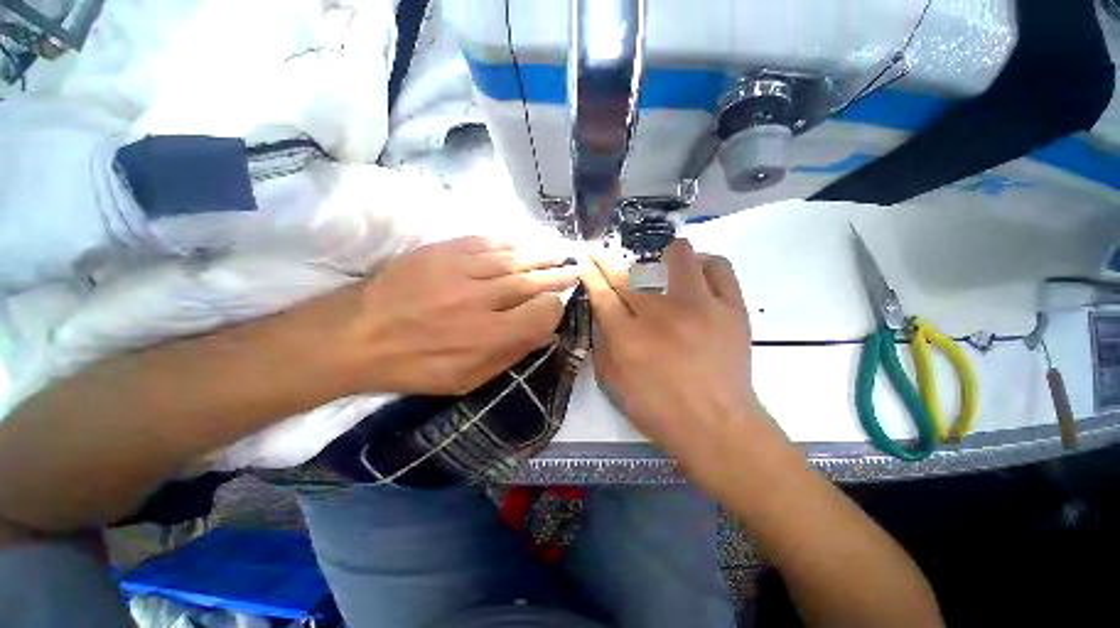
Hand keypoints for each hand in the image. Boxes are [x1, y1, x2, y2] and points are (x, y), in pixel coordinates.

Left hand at [341, 236, 579, 394]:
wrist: (358, 335)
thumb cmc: (416, 366)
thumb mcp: (468, 379)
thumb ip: (510, 355)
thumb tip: (543, 333)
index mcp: (489, 336)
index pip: (541, 313)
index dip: (554, 308)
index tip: (555, 306)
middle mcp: (482, 300)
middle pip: (532, 281)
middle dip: (557, 274)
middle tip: (574, 268)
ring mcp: (461, 271)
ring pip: (514, 258)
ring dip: (540, 254)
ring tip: (559, 250)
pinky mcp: (443, 251)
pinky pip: (486, 242)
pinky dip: (509, 242)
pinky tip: (523, 242)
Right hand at [581, 239, 774, 462]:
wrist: (717, 427)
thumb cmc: (659, 411)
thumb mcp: (613, 384)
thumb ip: (602, 346)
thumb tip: (602, 315)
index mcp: (628, 338)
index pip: (602, 292)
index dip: (591, 272)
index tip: (586, 259)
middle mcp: (660, 314)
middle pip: (629, 273)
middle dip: (608, 261)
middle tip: (606, 258)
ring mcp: (699, 307)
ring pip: (678, 256)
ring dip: (662, 257)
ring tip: (661, 266)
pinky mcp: (731, 308)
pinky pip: (719, 268)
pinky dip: (704, 265)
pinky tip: (697, 276)